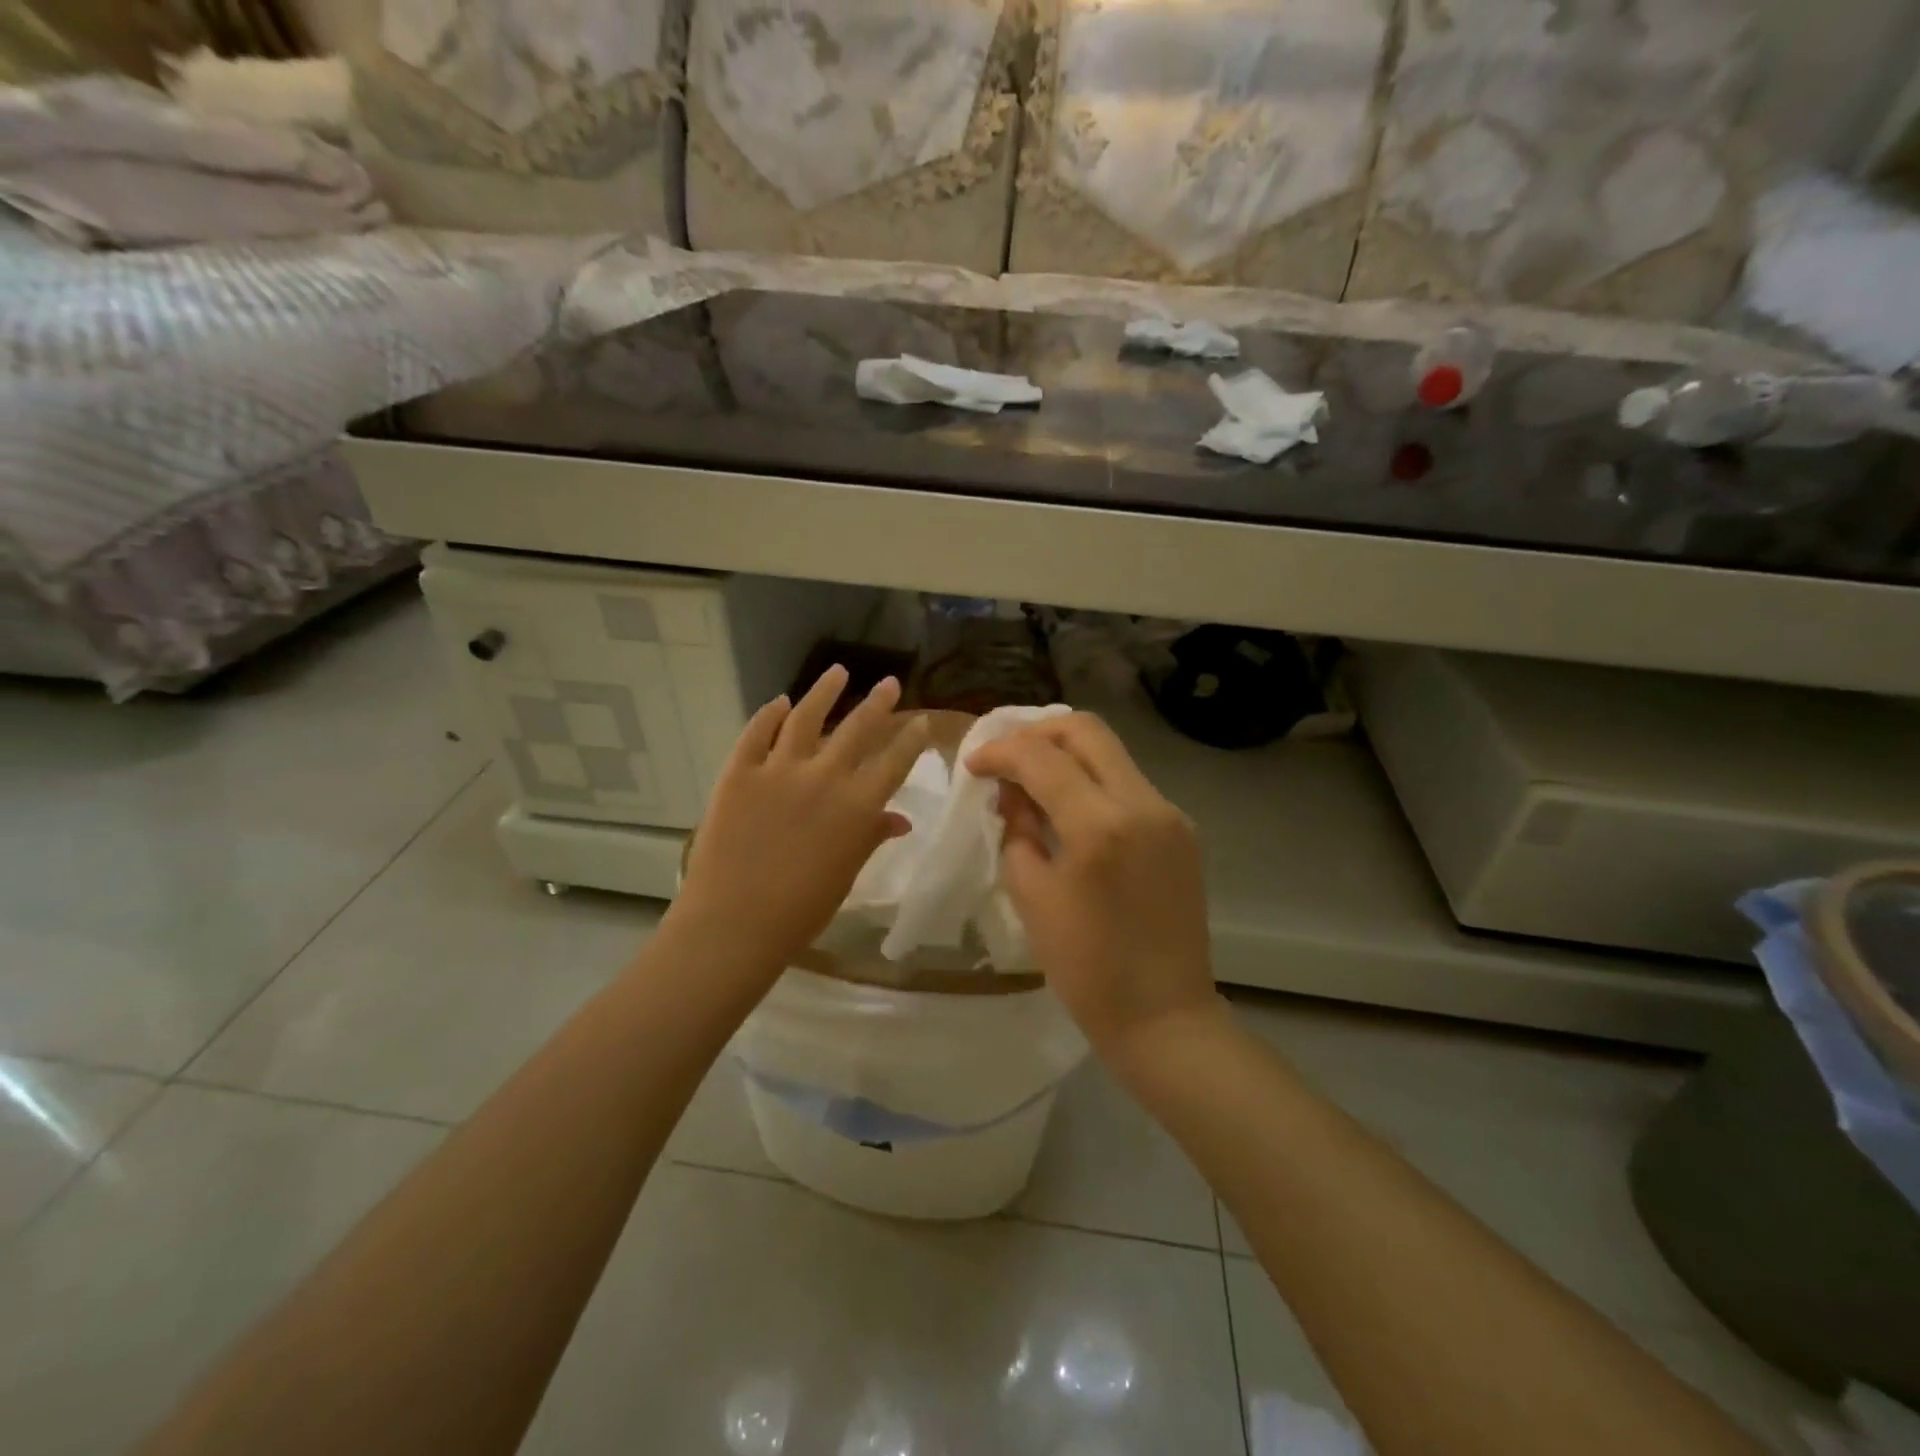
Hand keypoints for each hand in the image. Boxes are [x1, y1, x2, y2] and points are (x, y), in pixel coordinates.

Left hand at [673, 665, 930, 978]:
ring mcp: (778, 770)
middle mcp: (824, 776)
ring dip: (824, 692)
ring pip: (806, 717)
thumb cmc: (802, 909)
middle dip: (878, 703)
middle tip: (888, 683)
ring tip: (837, 672)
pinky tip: (779, 702)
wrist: (735, 921)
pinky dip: (769, 714)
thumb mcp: (847, 873)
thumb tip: (899, 819)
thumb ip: (872, 837)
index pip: (894, 760)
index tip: (922, 720)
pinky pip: (756, 733)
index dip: (911, 738)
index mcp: (858, 805)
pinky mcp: (739, 772)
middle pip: (857, 728)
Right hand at [966, 713, 1220, 1065]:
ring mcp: (1170, 813)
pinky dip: (1091, 781)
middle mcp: (1143, 803)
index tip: (972, 763)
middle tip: (1004, 757)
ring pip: (1110, 752)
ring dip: (1065, 754)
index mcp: (1101, 825)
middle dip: (1036, 732)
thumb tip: (1014, 794)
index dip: (1000, 751)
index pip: (1042, 757)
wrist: (1164, 1016)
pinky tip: (1067, 807)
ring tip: (1029, 781)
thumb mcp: (1032, 896)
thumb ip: (1017, 831)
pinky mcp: (1181, 829)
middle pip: (1086, 730)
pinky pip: (1128, 784)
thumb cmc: (1087, 969)